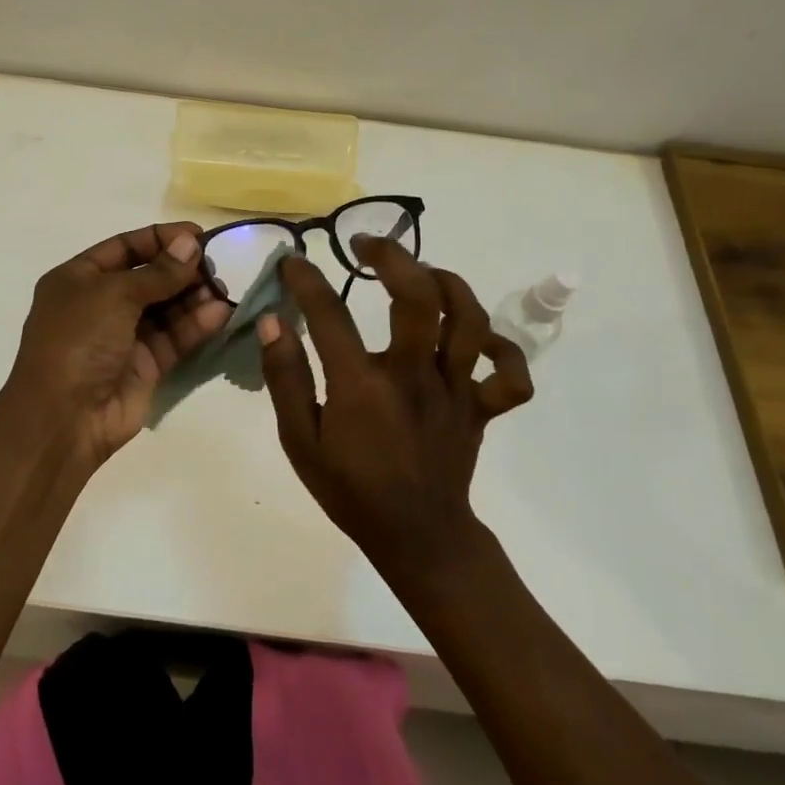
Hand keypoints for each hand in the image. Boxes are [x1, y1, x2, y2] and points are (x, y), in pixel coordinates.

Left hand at [1, 222, 229, 467]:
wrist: (64, 418)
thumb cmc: (78, 341)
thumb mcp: (114, 295)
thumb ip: (157, 272)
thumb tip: (190, 244)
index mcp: (79, 279)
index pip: (124, 247)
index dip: (160, 239)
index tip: (197, 235)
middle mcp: (101, 305)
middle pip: (149, 278)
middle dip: (181, 270)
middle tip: (215, 266)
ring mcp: (124, 337)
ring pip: (166, 308)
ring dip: (193, 297)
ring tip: (221, 290)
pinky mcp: (145, 366)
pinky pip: (174, 338)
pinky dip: (196, 325)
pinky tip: (219, 314)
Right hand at [257, 236, 532, 579]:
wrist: (417, 538)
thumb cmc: (351, 490)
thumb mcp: (300, 441)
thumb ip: (286, 378)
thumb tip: (275, 322)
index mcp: (362, 387)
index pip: (330, 314)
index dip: (307, 279)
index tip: (294, 261)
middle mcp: (414, 377)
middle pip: (419, 297)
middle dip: (392, 257)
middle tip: (366, 246)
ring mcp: (456, 391)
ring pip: (469, 320)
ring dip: (447, 283)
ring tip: (421, 273)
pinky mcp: (482, 408)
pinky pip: (510, 373)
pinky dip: (500, 347)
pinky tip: (474, 337)